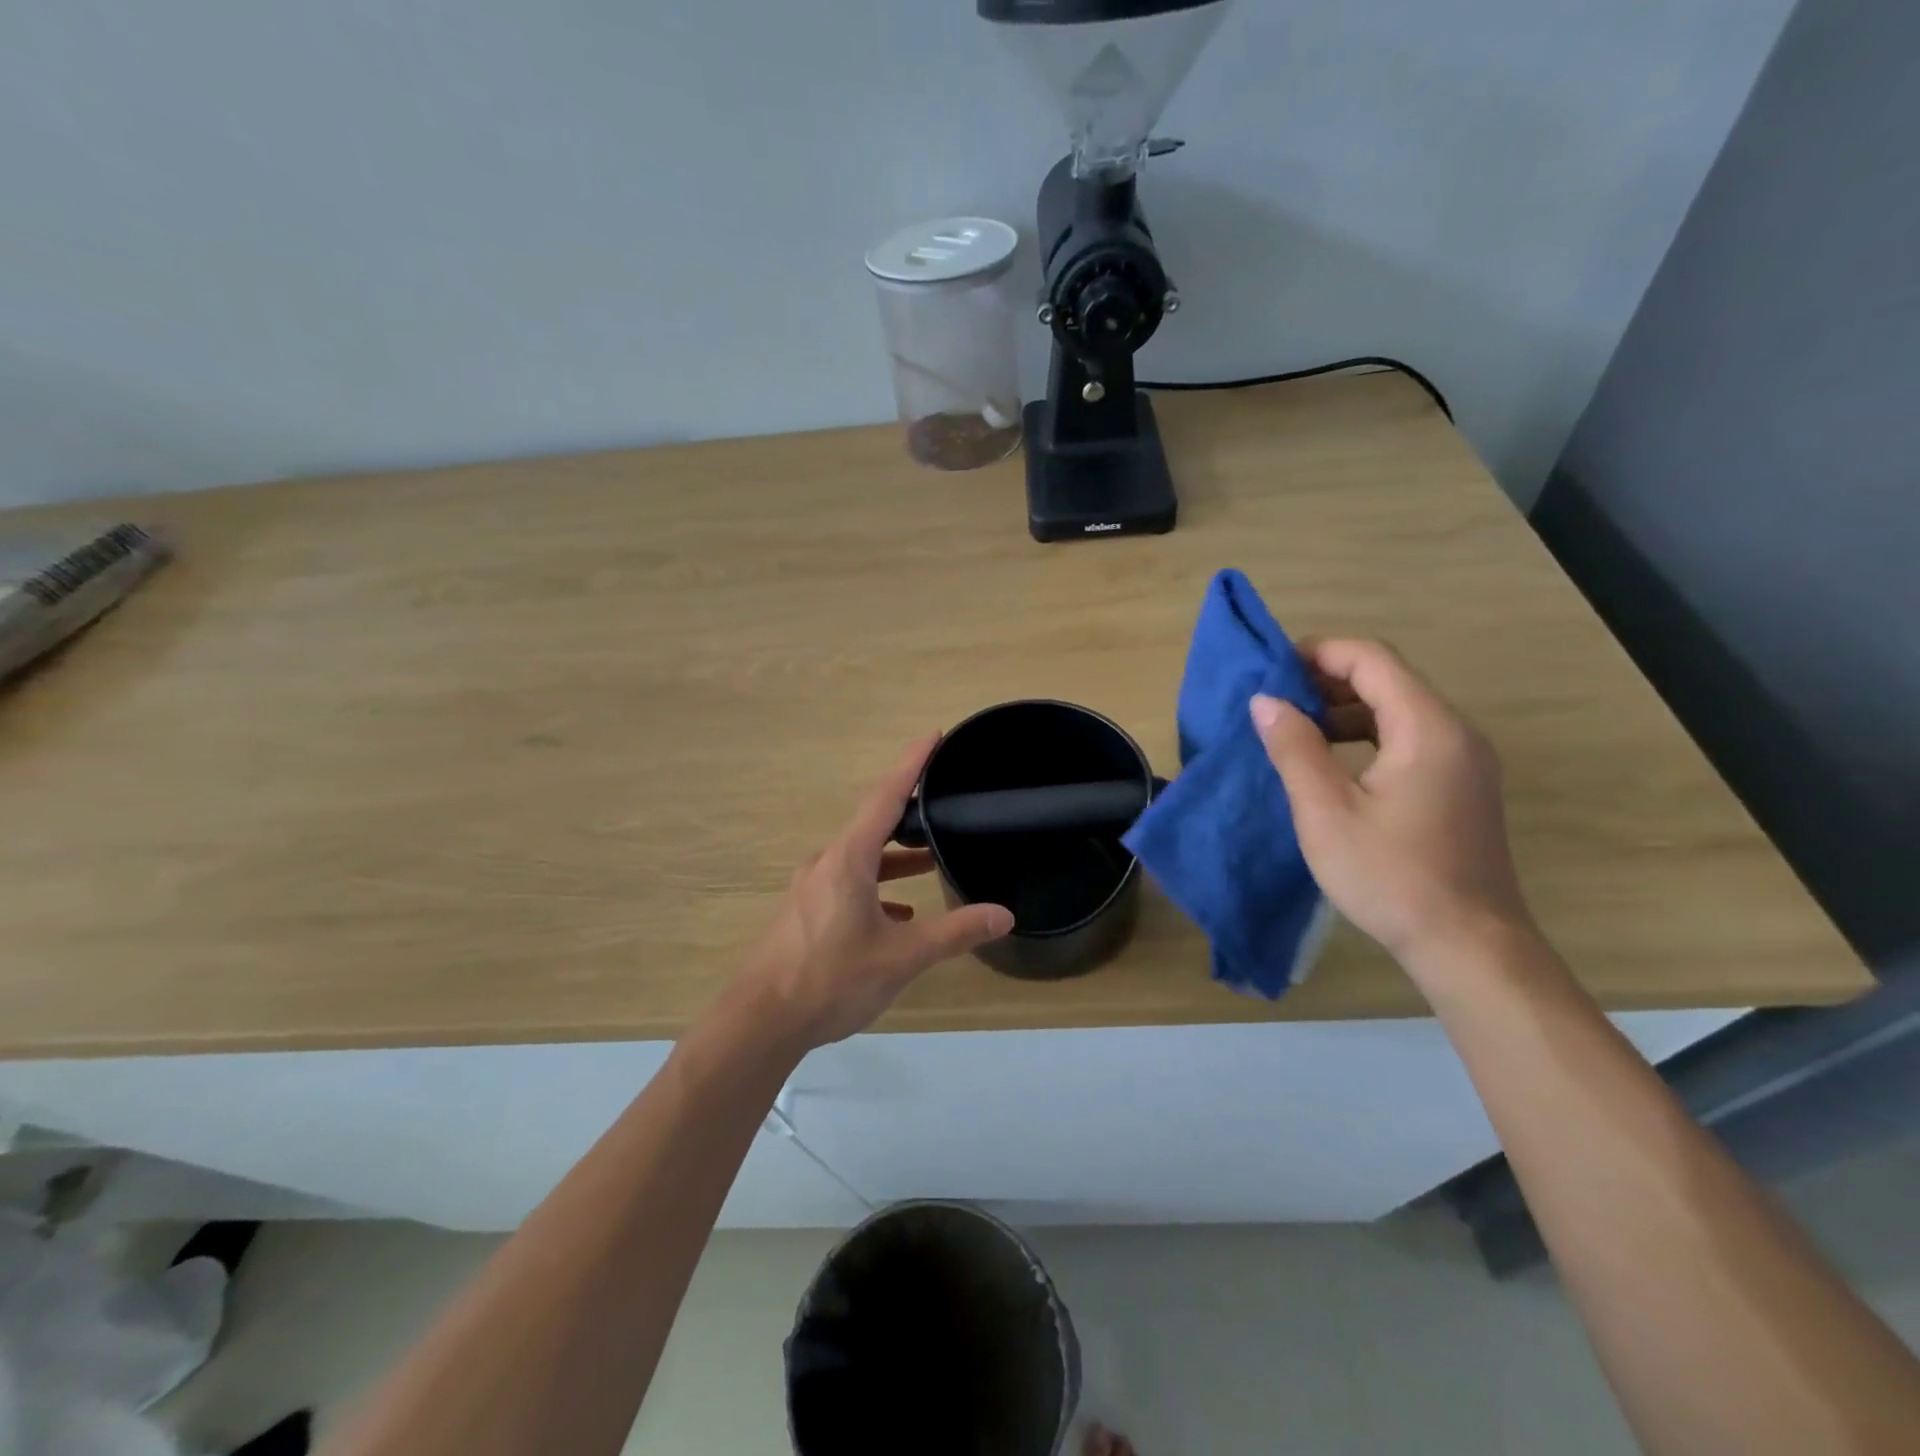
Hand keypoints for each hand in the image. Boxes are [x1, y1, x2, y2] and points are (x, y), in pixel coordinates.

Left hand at [742, 735, 1013, 1048]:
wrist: (761, 1021)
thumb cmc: (832, 979)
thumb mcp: (901, 956)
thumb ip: (954, 932)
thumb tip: (1003, 915)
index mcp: (849, 859)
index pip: (886, 796)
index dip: (912, 764)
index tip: (934, 736)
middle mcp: (827, 863)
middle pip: (873, 822)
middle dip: (909, 809)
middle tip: (941, 798)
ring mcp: (812, 888)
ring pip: (861, 857)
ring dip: (895, 856)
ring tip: (930, 861)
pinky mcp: (806, 912)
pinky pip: (848, 884)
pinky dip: (877, 887)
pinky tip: (898, 914)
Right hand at [1249, 638, 1533, 970]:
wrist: (1468, 946)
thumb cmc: (1391, 876)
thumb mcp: (1326, 811)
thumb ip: (1294, 748)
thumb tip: (1266, 701)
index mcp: (1428, 728)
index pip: (1371, 660)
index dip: (1318, 654)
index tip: (1271, 672)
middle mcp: (1455, 732)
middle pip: (1387, 680)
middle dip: (1326, 683)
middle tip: (1274, 705)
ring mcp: (1464, 761)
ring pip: (1397, 711)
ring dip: (1344, 712)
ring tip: (1294, 733)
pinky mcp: (1460, 787)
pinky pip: (1408, 740)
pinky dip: (1365, 738)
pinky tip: (1331, 766)